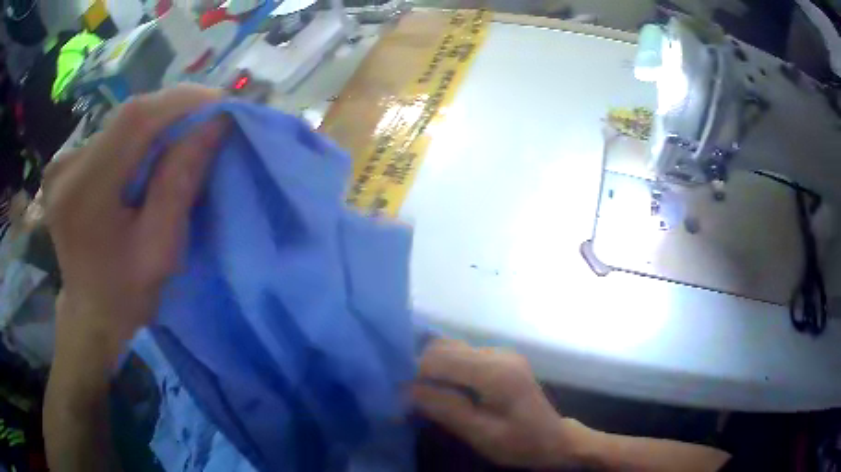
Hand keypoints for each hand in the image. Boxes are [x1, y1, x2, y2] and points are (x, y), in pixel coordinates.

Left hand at [44, 84, 224, 365]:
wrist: (90, 313)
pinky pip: (109, 134)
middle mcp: (66, 167)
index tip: (220, 102)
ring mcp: (62, 163)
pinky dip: (137, 135)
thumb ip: (180, 183)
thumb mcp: (160, 249)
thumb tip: (215, 123)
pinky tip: (152, 147)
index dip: (180, 101)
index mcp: (84, 194)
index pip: (135, 120)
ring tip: (185, 132)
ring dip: (156, 122)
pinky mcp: (65, 163)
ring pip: (119, 122)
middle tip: (208, 118)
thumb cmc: (126, 294)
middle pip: (127, 117)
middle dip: (172, 110)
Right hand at [412, 340, 588, 468]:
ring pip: (451, 348)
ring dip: (431, 367)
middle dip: (420, 368)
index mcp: (496, 372)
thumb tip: (405, 390)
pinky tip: (441, 388)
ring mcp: (501, 353)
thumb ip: (445, 409)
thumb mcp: (480, 434)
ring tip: (420, 393)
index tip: (397, 394)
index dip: (414, 373)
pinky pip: (462, 355)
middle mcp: (498, 354)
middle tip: (406, 395)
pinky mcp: (500, 358)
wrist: (553, 439)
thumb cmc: (519, 443)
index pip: (440, 359)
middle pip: (444, 347)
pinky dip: (445, 368)